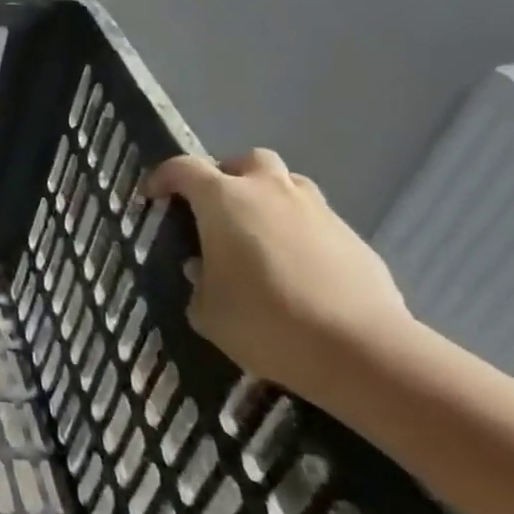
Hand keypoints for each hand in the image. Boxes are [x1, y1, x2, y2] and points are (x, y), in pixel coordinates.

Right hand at [149, 149, 416, 402]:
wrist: (361, 351)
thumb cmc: (265, 322)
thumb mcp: (207, 310)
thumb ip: (198, 282)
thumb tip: (203, 270)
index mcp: (224, 200)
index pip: (183, 169)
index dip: (163, 177)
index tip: (152, 195)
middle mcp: (270, 191)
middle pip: (246, 161)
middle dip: (228, 177)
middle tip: (216, 209)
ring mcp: (317, 211)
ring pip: (287, 186)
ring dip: (268, 200)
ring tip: (258, 237)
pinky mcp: (353, 237)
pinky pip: (316, 221)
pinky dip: (299, 233)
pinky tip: (297, 270)